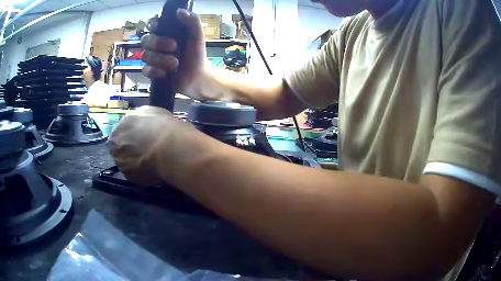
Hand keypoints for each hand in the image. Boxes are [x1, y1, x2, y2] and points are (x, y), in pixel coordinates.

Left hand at [108, 106, 192, 185]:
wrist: (170, 150)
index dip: (128, 135)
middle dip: (128, 149)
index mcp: (117, 131)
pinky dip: (141, 171)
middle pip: (119, 150)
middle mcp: (115, 149)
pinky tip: (152, 167)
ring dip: (133, 161)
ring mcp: (122, 166)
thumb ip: (136, 119)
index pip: (118, 134)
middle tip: (143, 149)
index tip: (138, 136)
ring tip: (149, 159)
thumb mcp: (147, 111)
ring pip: (126, 163)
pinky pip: (135, 174)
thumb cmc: (160, 126)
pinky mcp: (132, 179)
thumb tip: (136, 124)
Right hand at [141, 9, 217, 99]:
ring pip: (145, 55)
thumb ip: (192, 22)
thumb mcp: (197, 36)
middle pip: (145, 40)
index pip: (153, 26)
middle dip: (158, 43)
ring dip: (160, 59)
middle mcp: (157, 44)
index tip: (159, 27)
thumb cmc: (196, 55)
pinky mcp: (152, 72)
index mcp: (166, 33)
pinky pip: (145, 70)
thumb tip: (180, 11)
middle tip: (174, 47)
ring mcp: (153, 58)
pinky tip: (164, 73)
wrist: (197, 77)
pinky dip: (154, 71)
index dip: (153, 26)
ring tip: (175, 64)